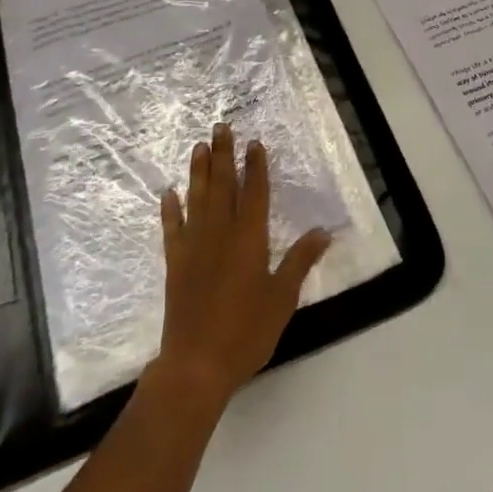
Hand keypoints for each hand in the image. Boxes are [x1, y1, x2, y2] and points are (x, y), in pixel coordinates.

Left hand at [154, 123, 332, 409]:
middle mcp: (219, 233)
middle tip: (220, 127)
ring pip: (196, 198)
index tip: (253, 143)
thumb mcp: (282, 298)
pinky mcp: (174, 263)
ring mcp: (193, 246)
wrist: (196, 364)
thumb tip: (323, 231)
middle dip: (222, 155)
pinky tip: (169, 193)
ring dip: (198, 171)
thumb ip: (300, 261)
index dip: (255, 167)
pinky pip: (171, 228)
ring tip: (198, 146)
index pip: (254, 192)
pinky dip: (170, 209)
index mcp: (249, 238)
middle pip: (222, 185)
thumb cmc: (246, 331)